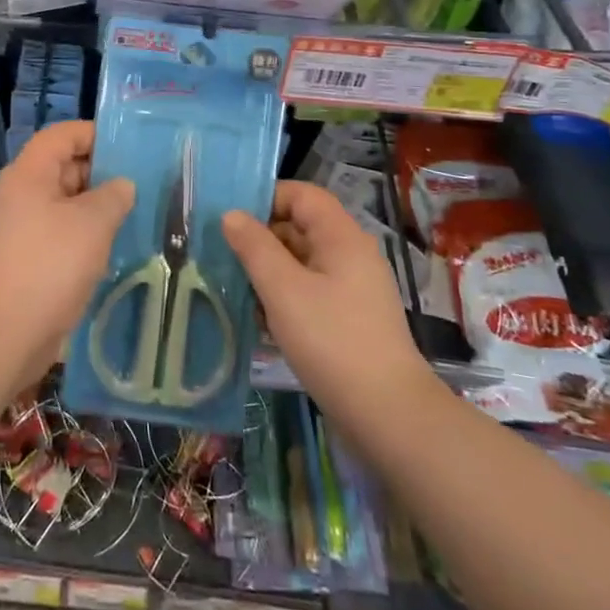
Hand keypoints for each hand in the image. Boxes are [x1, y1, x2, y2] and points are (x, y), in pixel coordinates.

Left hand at [0, 120, 134, 385]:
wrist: (3, 332)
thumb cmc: (49, 265)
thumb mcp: (92, 223)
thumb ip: (113, 196)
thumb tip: (121, 185)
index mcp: (29, 173)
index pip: (61, 135)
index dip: (93, 134)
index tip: (128, 148)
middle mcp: (19, 194)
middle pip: (61, 168)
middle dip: (99, 174)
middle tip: (140, 186)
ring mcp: (18, 228)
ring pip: (62, 204)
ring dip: (94, 209)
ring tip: (133, 217)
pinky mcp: (22, 259)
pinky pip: (57, 234)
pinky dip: (82, 236)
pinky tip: (110, 251)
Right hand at [223, 182, 434, 434]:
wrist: (387, 414)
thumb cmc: (332, 341)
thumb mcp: (283, 290)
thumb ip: (254, 247)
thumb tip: (231, 215)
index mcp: (342, 237)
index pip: (303, 195)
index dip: (267, 197)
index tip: (232, 218)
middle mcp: (350, 255)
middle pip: (300, 227)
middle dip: (261, 237)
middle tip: (222, 253)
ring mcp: (352, 289)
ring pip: (301, 262)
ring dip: (268, 270)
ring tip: (233, 286)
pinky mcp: (348, 318)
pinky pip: (309, 291)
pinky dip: (283, 296)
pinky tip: (258, 318)